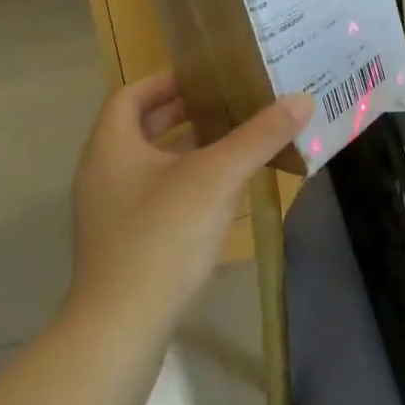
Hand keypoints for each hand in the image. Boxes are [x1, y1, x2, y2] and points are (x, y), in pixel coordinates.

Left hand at [67, 73, 310, 320]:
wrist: (122, 328)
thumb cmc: (163, 237)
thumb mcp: (217, 177)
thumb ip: (259, 136)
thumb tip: (301, 99)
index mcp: (111, 147)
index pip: (131, 94)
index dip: (166, 80)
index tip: (206, 76)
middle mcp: (103, 174)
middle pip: (142, 128)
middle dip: (185, 113)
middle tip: (229, 103)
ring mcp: (110, 212)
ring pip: (151, 164)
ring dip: (189, 149)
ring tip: (235, 142)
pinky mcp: (124, 244)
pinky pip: (156, 196)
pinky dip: (186, 183)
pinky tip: (222, 194)